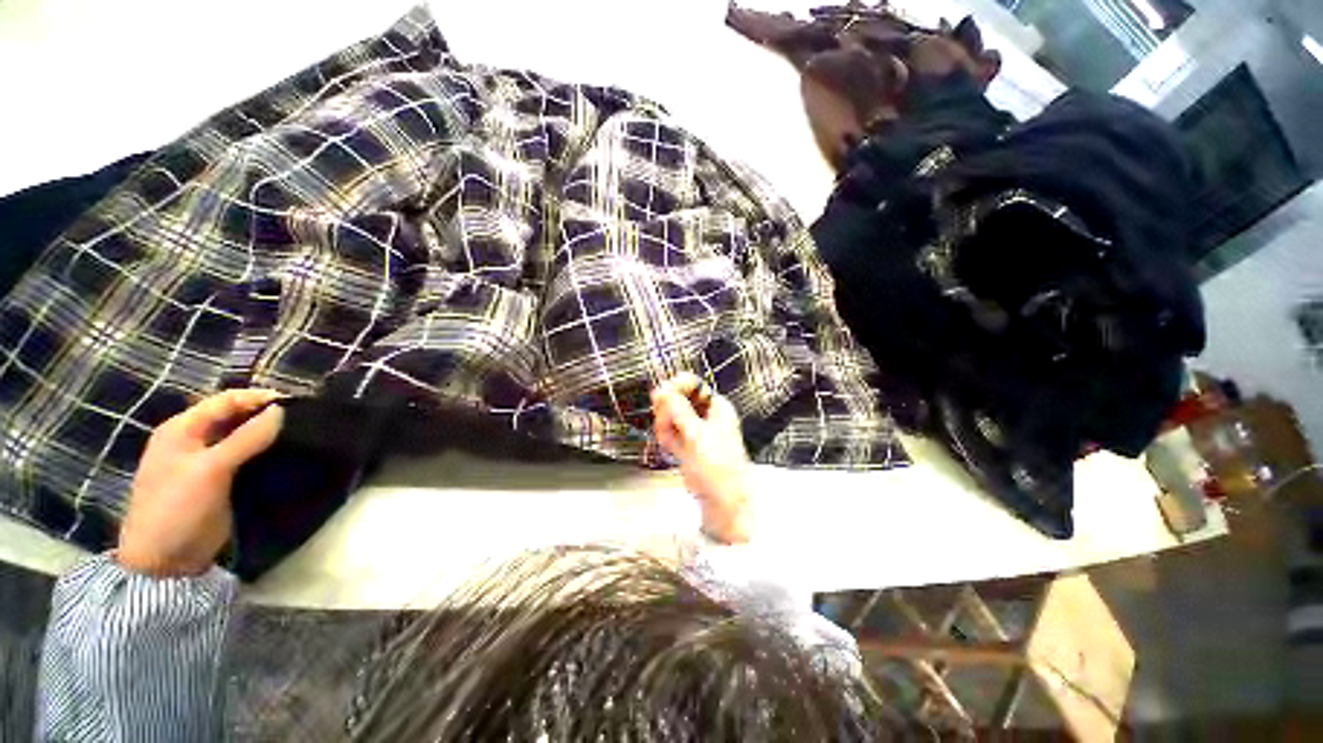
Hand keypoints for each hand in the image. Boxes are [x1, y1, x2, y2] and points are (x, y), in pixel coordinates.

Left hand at [117, 389, 284, 576]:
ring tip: (298, 434)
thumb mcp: (211, 470)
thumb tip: (281, 410)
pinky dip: (262, 451)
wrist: (164, 561)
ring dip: (265, 433)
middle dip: (264, 414)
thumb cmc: (178, 508)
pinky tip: (282, 454)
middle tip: (301, 419)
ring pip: (240, 436)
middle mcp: (193, 439)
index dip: (258, 398)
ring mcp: (204, 461)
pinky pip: (244, 456)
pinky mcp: (218, 480)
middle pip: (233, 416)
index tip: (296, 403)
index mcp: (182, 429)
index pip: (225, 401)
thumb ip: (246, 438)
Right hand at [651, 373, 752, 543]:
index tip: (663, 393)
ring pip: (671, 416)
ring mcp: (695, 430)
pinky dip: (665, 436)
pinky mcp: (686, 444)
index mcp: (716, 407)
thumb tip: (665, 391)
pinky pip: (669, 431)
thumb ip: (679, 411)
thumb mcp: (697, 435)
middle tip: (664, 419)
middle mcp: (706, 415)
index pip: (693, 384)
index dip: (677, 387)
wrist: (722, 500)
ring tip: (668, 438)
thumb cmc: (721, 468)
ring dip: (665, 425)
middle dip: (668, 409)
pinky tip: (669, 446)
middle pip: (678, 398)